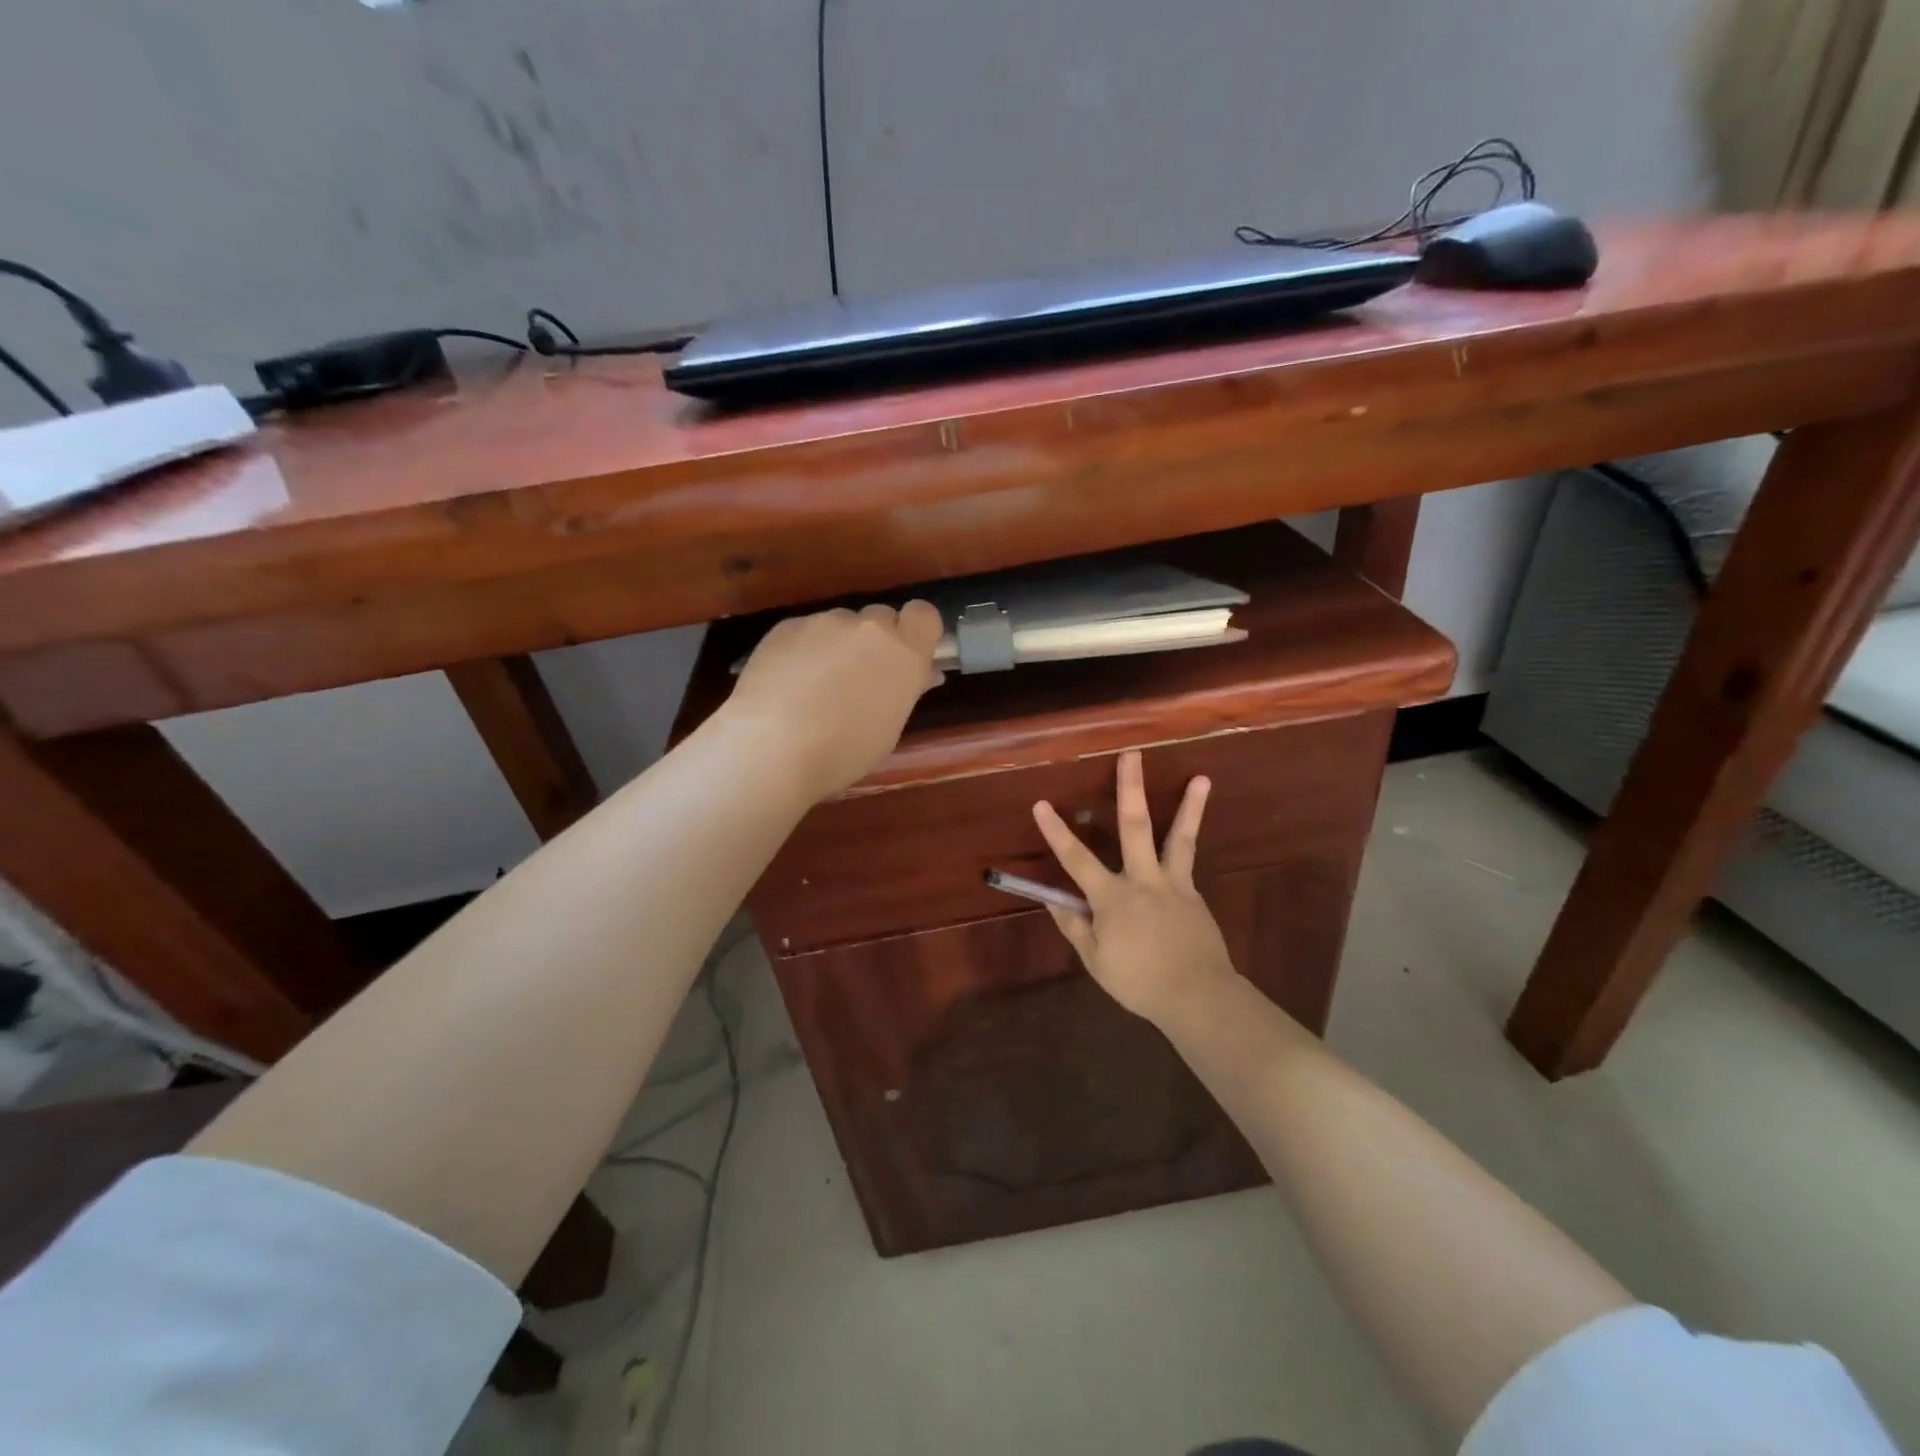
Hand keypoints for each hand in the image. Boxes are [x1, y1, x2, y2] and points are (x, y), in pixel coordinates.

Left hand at [725, 601, 944, 801]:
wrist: (772, 746)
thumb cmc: (843, 752)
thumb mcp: (888, 729)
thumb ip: (904, 691)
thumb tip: (920, 675)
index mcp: (904, 654)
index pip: (923, 615)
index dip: (914, 632)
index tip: (905, 656)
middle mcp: (869, 628)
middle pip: (880, 617)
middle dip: (874, 641)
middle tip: (859, 677)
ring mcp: (825, 622)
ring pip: (840, 625)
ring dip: (837, 645)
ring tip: (814, 685)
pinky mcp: (787, 626)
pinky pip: (805, 631)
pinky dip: (802, 650)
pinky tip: (786, 683)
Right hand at [1032, 750, 1238, 1024]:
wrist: (1198, 996)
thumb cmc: (1139, 981)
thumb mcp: (1096, 960)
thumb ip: (1075, 927)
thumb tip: (1054, 900)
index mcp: (1112, 897)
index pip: (1076, 859)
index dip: (1056, 831)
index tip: (1041, 803)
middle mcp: (1143, 880)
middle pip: (1134, 827)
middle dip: (1130, 788)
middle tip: (1132, 755)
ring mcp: (1174, 884)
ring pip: (1179, 837)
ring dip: (1190, 806)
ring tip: (1201, 778)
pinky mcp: (1194, 893)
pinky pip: (1188, 863)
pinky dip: (1188, 846)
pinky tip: (1189, 836)